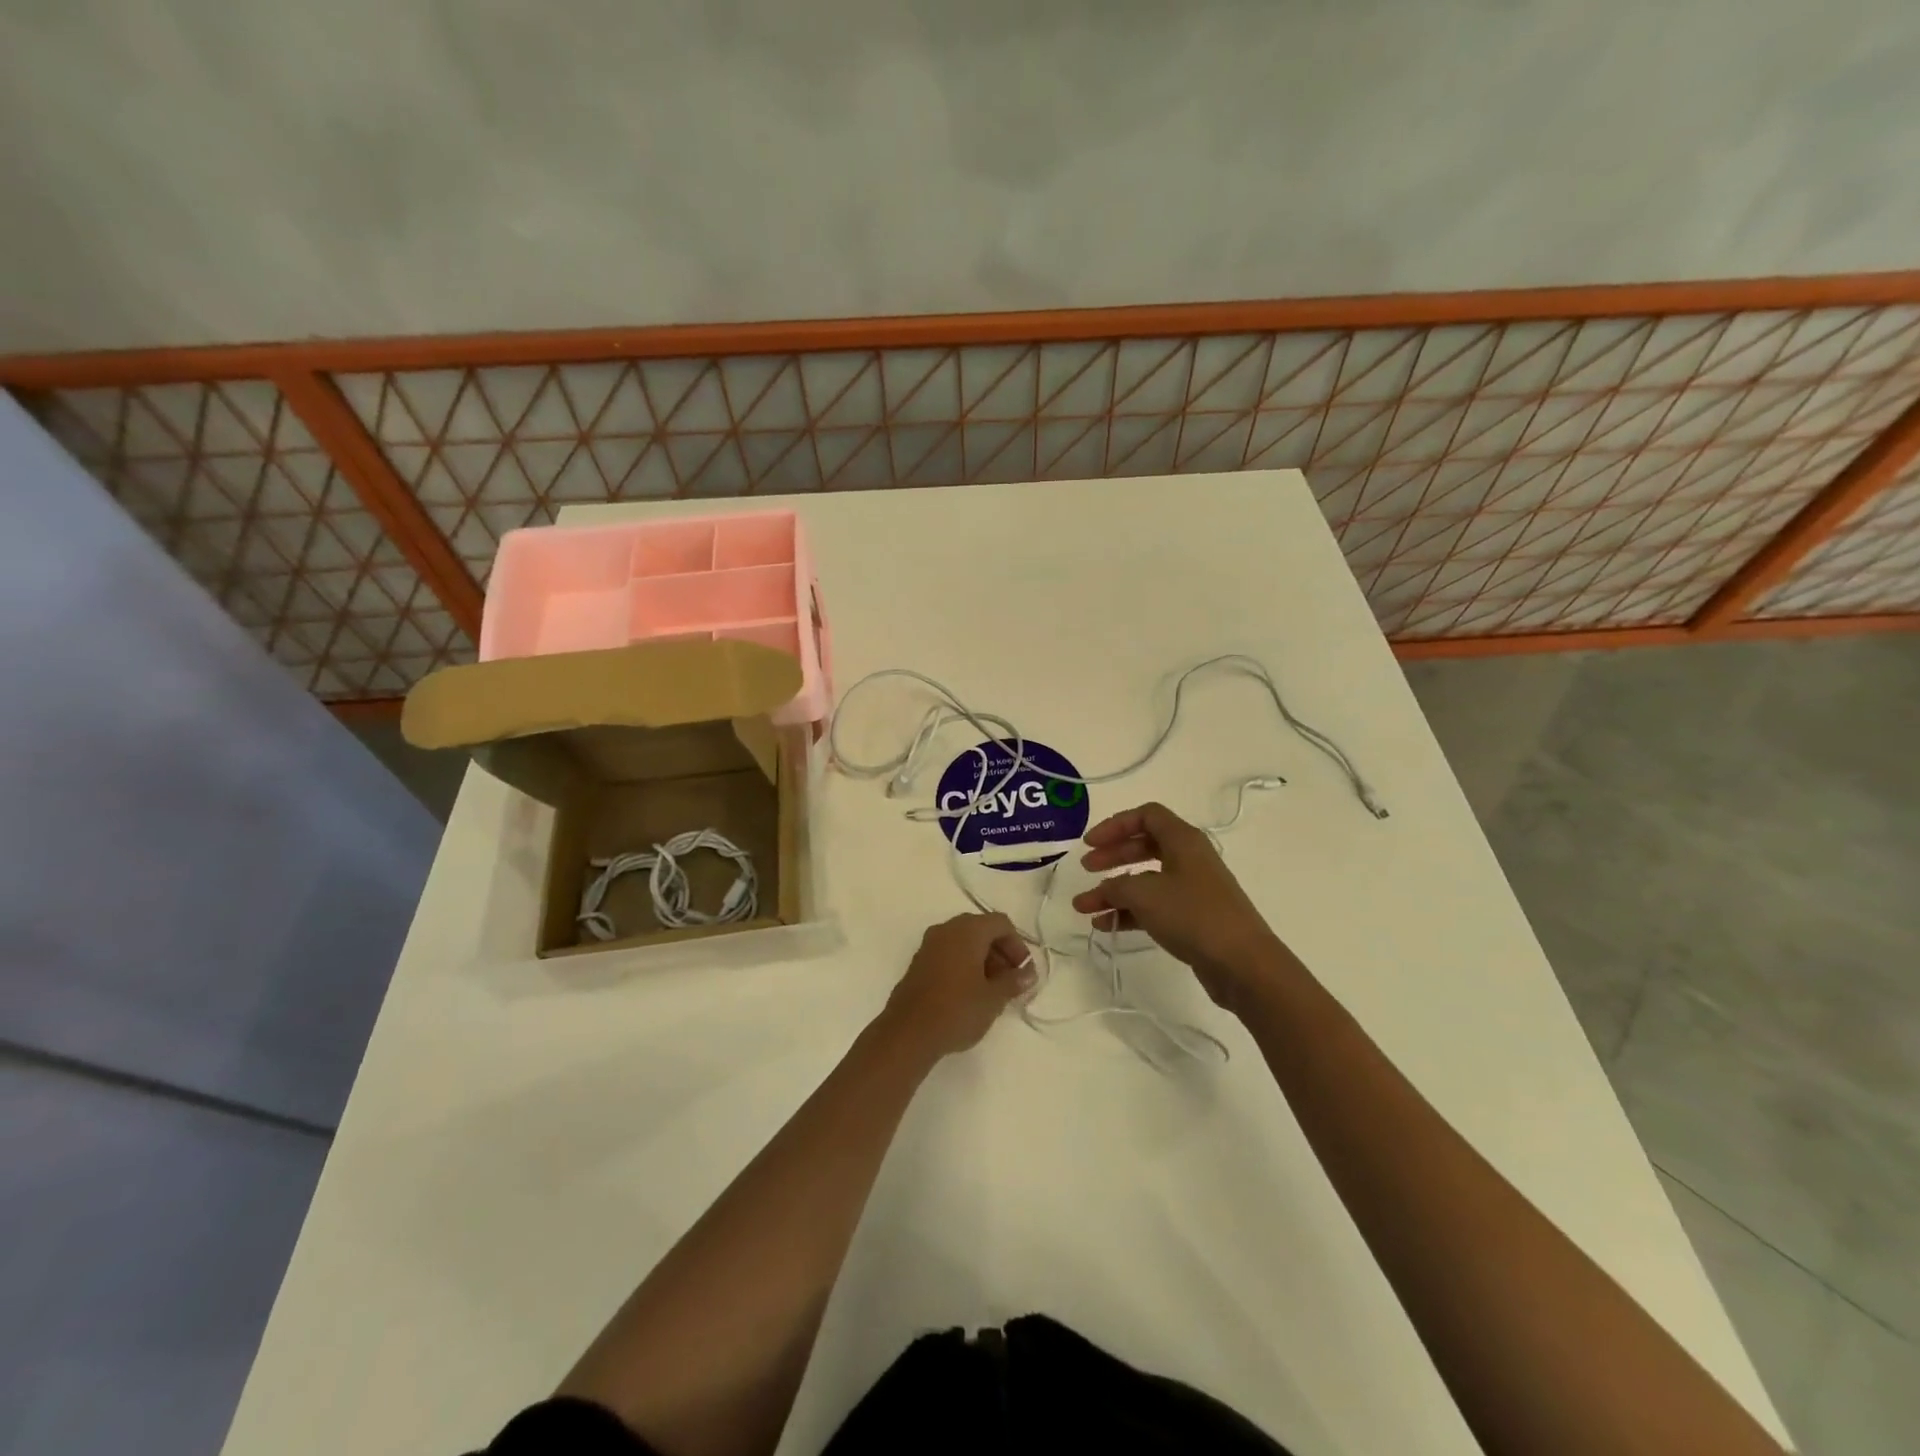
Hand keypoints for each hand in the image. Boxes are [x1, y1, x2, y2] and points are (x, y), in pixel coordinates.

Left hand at [880, 913, 1034, 1059]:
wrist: (908, 1033)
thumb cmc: (957, 1010)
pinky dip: (964, 965)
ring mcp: (929, 945)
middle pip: (982, 929)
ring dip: (983, 959)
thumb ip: (1014, 981)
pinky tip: (970, 993)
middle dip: (1000, 952)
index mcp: (967, 930)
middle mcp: (946, 929)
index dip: (1018, 945)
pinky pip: (948, 953)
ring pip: (964, 942)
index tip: (1023, 973)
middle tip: (1011, 981)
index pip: (1001, 923)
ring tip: (993, 990)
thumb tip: (1028, 973)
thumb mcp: (993, 998)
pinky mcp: (919, 962)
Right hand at [1072, 802, 1288, 1010]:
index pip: (1146, 816)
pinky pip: (1154, 905)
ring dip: (1115, 891)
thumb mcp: (1145, 895)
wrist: (1242, 963)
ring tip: (1085, 907)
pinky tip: (1106, 925)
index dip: (1115, 825)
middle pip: (1144, 846)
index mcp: (1183, 840)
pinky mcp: (1193, 917)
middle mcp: (1189, 858)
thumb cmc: (1193, 915)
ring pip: (1146, 880)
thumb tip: (1104, 890)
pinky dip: (1130, 912)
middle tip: (1086, 869)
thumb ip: (1116, 887)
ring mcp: (1193, 889)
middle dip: (1112, 856)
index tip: (1090, 844)